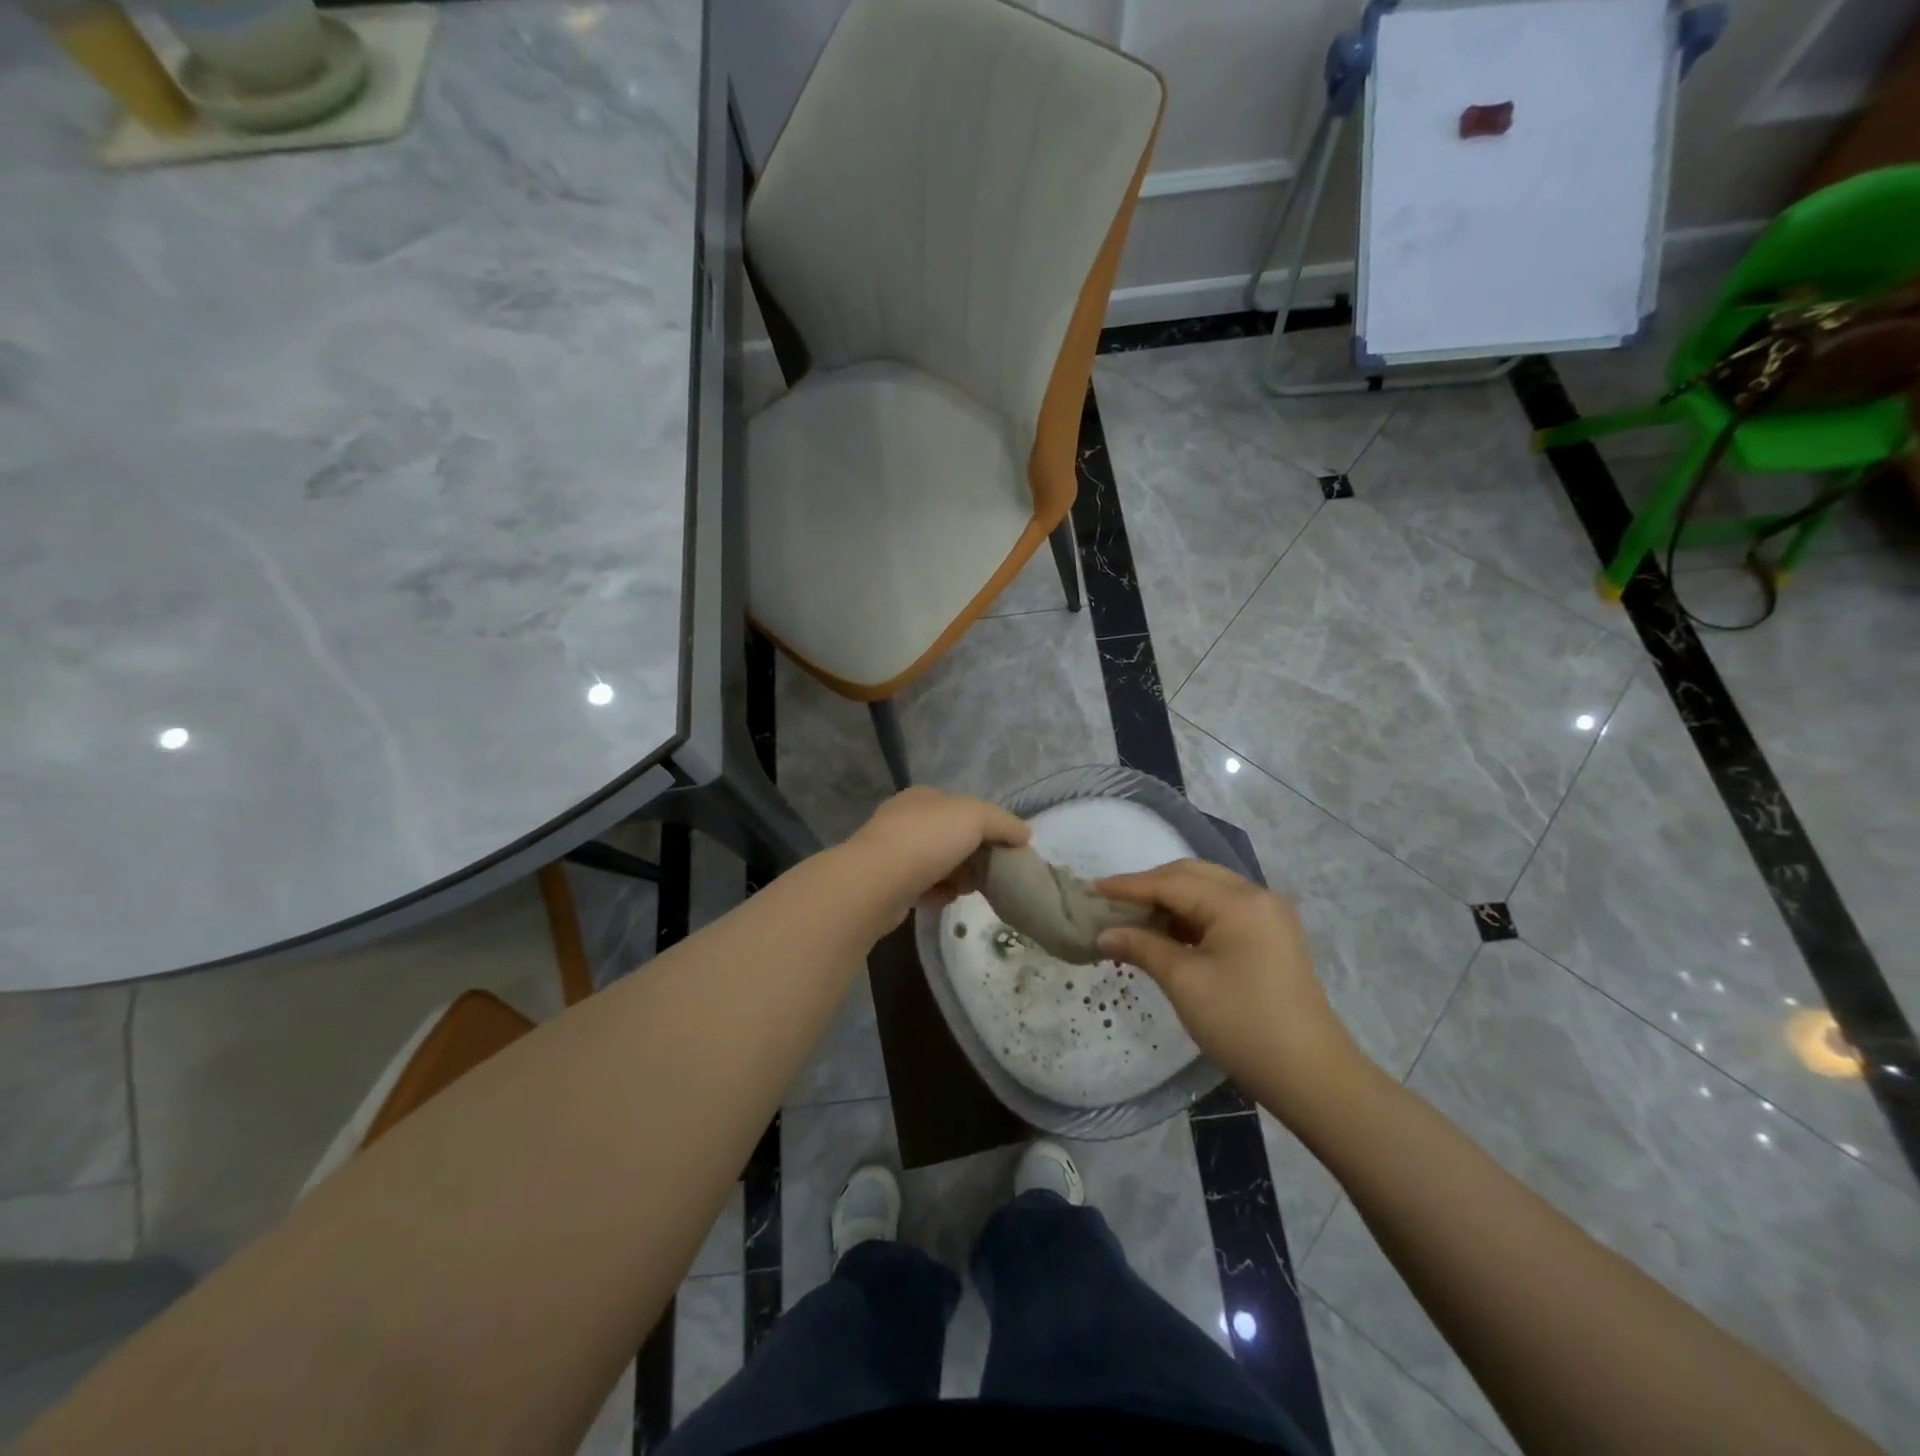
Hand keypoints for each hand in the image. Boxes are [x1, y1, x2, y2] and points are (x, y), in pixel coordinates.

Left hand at [844, 787, 1030, 919]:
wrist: (876, 882)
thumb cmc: (927, 839)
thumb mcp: (975, 817)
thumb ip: (1003, 823)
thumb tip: (1024, 835)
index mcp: (923, 797)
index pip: (962, 806)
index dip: (986, 825)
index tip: (1004, 848)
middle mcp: (904, 819)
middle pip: (950, 836)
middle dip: (972, 855)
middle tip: (990, 873)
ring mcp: (891, 852)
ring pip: (936, 863)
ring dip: (956, 877)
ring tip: (968, 890)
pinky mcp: (886, 884)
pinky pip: (921, 887)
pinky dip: (937, 894)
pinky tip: (945, 900)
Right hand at [1095, 860, 1364, 1112]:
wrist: (1312, 1077)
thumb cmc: (1243, 1025)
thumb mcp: (1185, 983)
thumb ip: (1142, 947)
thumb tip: (1103, 934)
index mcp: (1238, 902)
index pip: (1169, 882)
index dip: (1126, 886)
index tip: (1089, 890)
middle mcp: (1256, 896)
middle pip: (1190, 876)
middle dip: (1147, 887)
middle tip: (1109, 903)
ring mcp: (1268, 916)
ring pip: (1206, 891)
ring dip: (1168, 901)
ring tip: (1132, 919)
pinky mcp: (1271, 937)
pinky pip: (1221, 911)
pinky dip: (1190, 917)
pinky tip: (1166, 935)